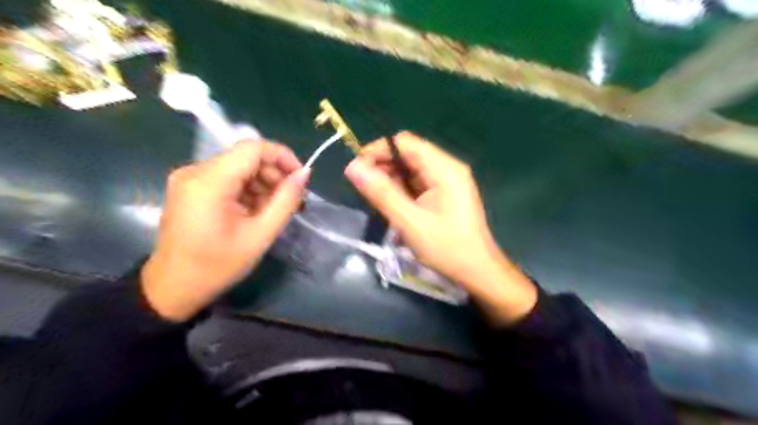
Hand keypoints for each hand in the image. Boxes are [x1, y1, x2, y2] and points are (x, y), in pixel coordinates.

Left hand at [142, 139, 307, 321]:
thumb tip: (305, 173)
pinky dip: (247, 189)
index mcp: (210, 181)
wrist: (174, 287)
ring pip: (238, 167)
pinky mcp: (190, 187)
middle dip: (274, 174)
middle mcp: (195, 171)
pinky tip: (257, 210)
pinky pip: (227, 178)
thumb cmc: (218, 265)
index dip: (283, 157)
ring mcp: (190, 178)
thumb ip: (286, 200)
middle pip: (246, 157)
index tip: (301, 178)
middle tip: (293, 199)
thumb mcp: (260, 234)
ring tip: (277, 208)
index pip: (253, 148)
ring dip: (263, 183)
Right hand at [346, 132, 534, 323]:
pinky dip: (402, 190)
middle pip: (408, 154)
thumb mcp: (410, 222)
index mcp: (444, 168)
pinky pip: (418, 182)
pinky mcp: (445, 194)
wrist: (478, 272)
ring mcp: (448, 181)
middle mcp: (447, 168)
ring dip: (391, 180)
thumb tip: (352, 167)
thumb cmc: (447, 248)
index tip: (356, 171)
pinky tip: (393, 206)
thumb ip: (381, 193)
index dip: (377, 151)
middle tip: (364, 189)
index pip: (404, 143)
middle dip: (383, 166)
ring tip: (377, 200)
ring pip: (411, 169)